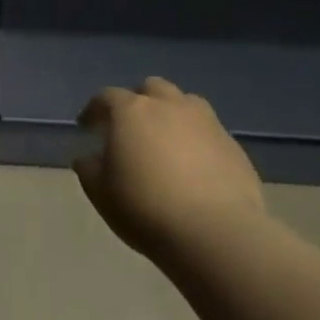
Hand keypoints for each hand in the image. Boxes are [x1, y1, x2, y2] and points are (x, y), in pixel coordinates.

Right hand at [73, 77, 266, 264]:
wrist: (215, 232)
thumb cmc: (145, 208)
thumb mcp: (101, 193)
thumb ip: (89, 169)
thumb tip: (89, 158)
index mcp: (132, 112)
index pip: (106, 97)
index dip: (94, 110)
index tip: (86, 127)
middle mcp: (170, 106)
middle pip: (151, 88)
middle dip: (138, 101)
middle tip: (130, 128)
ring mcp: (206, 122)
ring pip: (185, 103)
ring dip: (171, 114)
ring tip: (166, 141)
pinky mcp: (233, 145)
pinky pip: (208, 131)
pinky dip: (196, 140)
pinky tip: (194, 167)